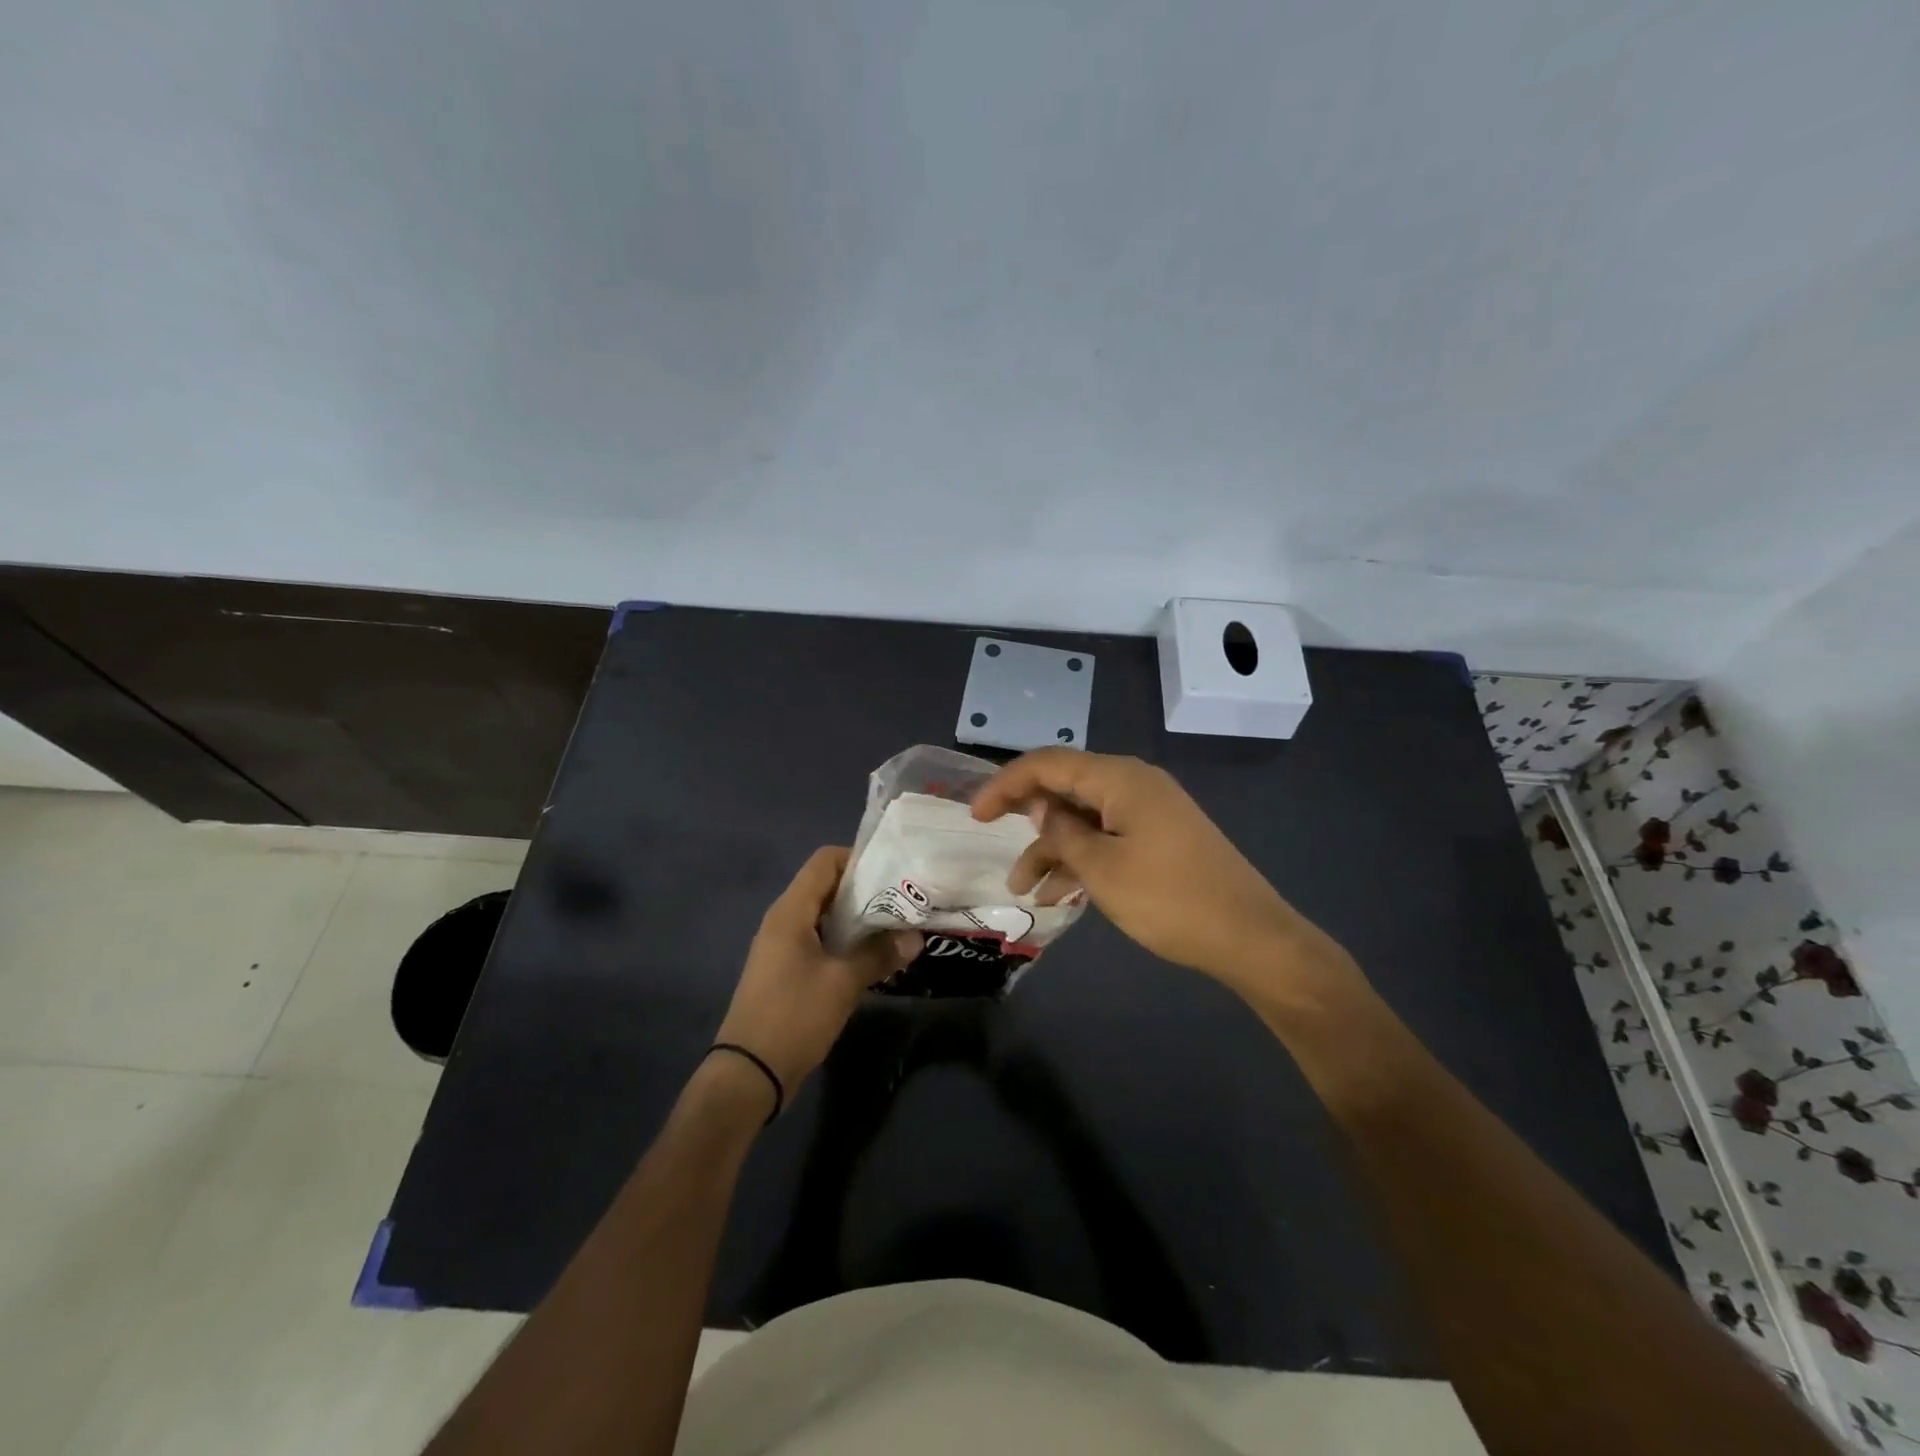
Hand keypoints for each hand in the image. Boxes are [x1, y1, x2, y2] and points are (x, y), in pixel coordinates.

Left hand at [714, 847, 921, 1107]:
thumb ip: (879, 954)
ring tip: (897, 929)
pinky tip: (875, 960)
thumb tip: (916, 938)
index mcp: (791, 911)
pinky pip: (821, 942)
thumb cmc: (793, 1016)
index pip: (825, 861)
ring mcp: (783, 947)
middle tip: (904, 902)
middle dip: (866, 891)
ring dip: (859, 921)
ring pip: (826, 917)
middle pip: (827, 887)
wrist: (749, 1074)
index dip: (859, 859)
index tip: (894, 874)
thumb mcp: (843, 983)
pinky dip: (847, 943)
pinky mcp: (787, 971)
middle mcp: (784, 920)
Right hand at [971, 748, 1355, 988]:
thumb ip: (1062, 832)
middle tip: (998, 849)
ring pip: (1085, 818)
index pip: (1047, 763)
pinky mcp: (1160, 837)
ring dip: (1053, 849)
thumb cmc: (1170, 899)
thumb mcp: (1102, 869)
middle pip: (1066, 788)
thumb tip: (1040, 807)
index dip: (1005, 784)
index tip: (975, 815)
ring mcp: (1150, 811)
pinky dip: (1082, 858)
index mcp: (1119, 778)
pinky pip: (1108, 836)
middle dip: (1028, 820)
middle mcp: (1133, 784)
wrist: (1251, 936)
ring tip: (1025, 891)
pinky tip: (1060, 894)